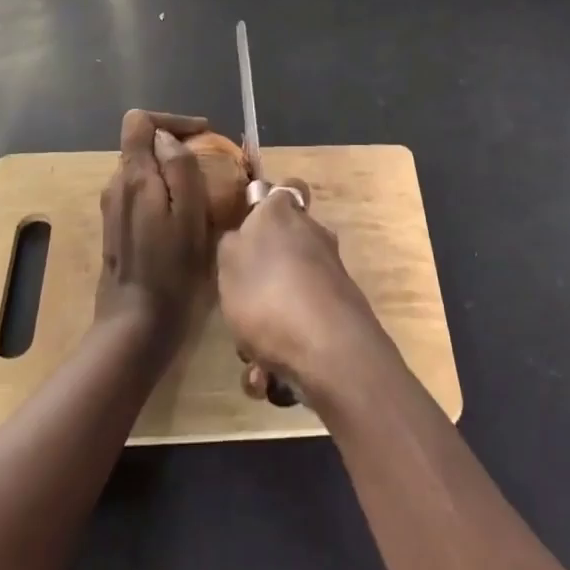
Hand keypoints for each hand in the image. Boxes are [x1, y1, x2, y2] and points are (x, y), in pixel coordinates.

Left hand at [95, 110, 213, 349]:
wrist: (136, 327)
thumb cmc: (171, 270)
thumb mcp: (189, 214)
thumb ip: (179, 167)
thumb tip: (167, 137)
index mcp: (133, 176)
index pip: (139, 120)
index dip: (173, 121)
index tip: (204, 135)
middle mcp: (116, 185)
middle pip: (142, 144)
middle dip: (176, 146)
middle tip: (211, 164)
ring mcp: (113, 208)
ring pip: (143, 169)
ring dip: (171, 170)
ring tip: (203, 189)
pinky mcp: (116, 229)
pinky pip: (141, 193)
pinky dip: (163, 191)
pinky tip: (184, 215)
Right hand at [216, 183, 389, 400]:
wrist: (329, 350)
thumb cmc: (268, 293)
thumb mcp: (228, 262)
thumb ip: (233, 244)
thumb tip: (244, 236)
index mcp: (285, 213)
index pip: (285, 189)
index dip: (268, 203)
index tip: (249, 226)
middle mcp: (313, 236)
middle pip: (284, 248)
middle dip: (259, 282)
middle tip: (238, 308)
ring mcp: (330, 275)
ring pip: (287, 296)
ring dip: (266, 328)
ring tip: (251, 361)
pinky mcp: (340, 314)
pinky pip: (301, 329)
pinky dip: (283, 353)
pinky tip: (269, 380)